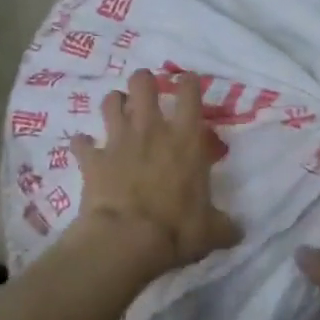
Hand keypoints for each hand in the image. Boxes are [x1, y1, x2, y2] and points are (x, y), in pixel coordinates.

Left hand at [71, 69, 239, 273]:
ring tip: (118, 110)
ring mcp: (118, 142)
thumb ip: (225, 226)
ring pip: (110, 102)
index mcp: (186, 140)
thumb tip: (238, 231)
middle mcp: (152, 131)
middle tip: (147, 90)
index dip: (189, 82)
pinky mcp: (92, 160)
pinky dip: (82, 144)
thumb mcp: (212, 231)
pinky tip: (85, 148)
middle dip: (144, 81)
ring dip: (114, 103)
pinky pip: (81, 143)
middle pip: (143, 84)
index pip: (190, 95)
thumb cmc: (177, 229)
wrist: (126, 240)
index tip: (188, 80)